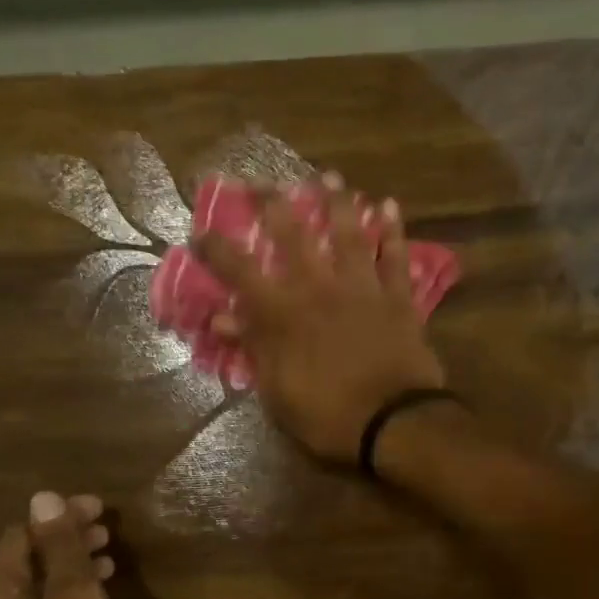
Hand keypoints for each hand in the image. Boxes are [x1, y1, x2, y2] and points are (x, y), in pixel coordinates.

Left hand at [0, 491, 122, 598]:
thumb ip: (61, 550)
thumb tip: (42, 497)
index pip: (22, 534)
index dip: (60, 516)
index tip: (102, 510)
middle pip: (27, 559)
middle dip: (66, 539)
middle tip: (109, 531)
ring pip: (38, 586)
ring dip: (72, 566)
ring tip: (111, 558)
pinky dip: (71, 595)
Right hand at [194, 179, 446, 462]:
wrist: (394, 422)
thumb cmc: (328, 415)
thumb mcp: (277, 392)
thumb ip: (253, 348)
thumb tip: (221, 317)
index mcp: (283, 314)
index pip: (240, 271)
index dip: (217, 248)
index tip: (200, 231)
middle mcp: (319, 288)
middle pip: (293, 236)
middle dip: (274, 205)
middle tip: (262, 181)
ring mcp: (362, 289)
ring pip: (349, 235)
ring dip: (338, 203)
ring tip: (330, 176)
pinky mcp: (398, 299)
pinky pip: (396, 257)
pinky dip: (394, 232)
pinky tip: (389, 206)